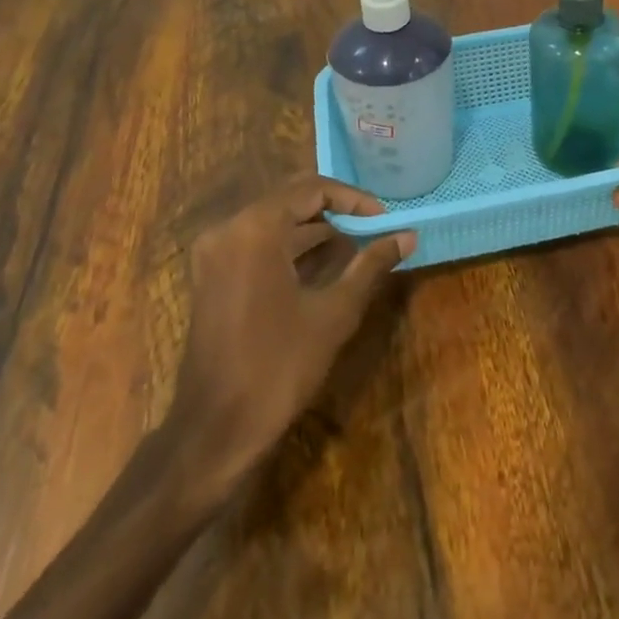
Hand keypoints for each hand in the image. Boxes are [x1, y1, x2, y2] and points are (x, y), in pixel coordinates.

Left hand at [159, 176, 413, 496]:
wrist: (216, 430)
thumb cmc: (278, 366)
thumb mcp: (334, 313)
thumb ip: (371, 266)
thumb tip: (408, 236)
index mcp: (256, 228)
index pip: (312, 189)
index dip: (353, 199)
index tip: (384, 219)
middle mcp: (228, 229)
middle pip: (290, 199)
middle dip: (334, 211)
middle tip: (373, 227)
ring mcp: (213, 253)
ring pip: (272, 221)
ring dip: (313, 229)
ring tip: (355, 246)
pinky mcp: (210, 276)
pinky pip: (255, 242)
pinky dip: (289, 246)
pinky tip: (321, 265)